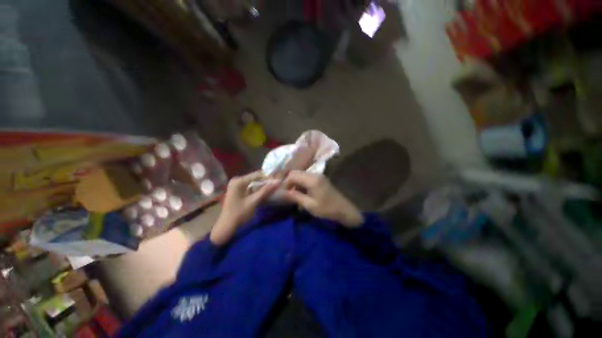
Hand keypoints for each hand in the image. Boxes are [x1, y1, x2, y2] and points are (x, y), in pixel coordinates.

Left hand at [210, 171, 277, 244]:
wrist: (226, 226)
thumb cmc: (239, 214)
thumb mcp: (254, 201)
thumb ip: (266, 190)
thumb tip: (278, 182)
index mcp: (239, 181)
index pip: (257, 174)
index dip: (268, 177)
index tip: (278, 182)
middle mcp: (236, 180)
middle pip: (255, 177)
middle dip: (266, 181)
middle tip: (276, 185)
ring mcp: (236, 185)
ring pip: (253, 182)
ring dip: (262, 185)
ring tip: (272, 188)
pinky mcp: (237, 190)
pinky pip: (250, 186)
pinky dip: (257, 189)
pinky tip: (263, 192)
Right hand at [283, 171, 363, 227]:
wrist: (345, 210)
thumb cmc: (327, 209)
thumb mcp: (310, 205)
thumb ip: (295, 197)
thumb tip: (282, 192)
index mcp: (312, 179)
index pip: (293, 175)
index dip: (285, 183)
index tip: (282, 193)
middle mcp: (314, 174)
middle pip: (296, 173)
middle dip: (289, 182)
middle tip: (286, 194)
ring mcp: (318, 175)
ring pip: (301, 175)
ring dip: (295, 183)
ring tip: (293, 195)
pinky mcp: (320, 179)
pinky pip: (306, 178)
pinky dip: (301, 184)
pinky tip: (301, 193)